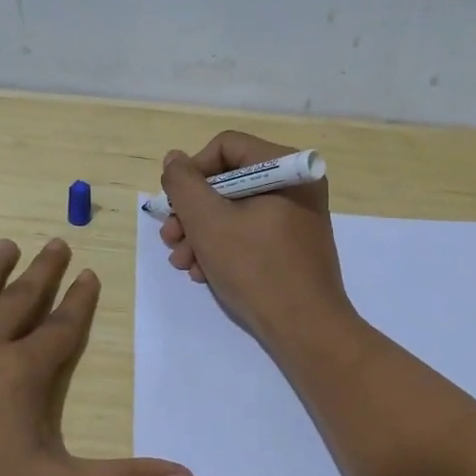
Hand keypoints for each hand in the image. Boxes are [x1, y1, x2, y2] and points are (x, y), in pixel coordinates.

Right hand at [157, 130, 354, 347]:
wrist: (305, 328)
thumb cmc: (256, 268)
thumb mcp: (208, 221)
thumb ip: (184, 184)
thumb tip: (174, 160)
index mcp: (285, 167)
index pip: (225, 147)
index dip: (192, 172)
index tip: (175, 205)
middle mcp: (295, 185)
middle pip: (227, 181)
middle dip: (192, 212)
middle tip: (171, 240)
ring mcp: (296, 216)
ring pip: (234, 211)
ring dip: (201, 234)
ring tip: (183, 264)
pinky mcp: (292, 245)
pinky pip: (250, 233)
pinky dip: (223, 248)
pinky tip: (204, 273)